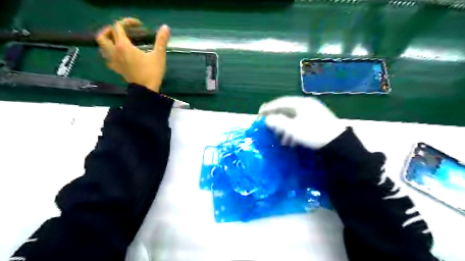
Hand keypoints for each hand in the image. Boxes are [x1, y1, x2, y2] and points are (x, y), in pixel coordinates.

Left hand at [96, 17, 169, 92]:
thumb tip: (166, 27)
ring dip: (107, 40)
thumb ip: (161, 40)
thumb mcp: (159, 55)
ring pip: (102, 47)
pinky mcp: (116, 69)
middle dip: (111, 29)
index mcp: (123, 46)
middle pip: (103, 35)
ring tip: (118, 41)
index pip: (118, 27)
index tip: (139, 25)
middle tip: (122, 31)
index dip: (127, 22)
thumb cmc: (152, 72)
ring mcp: (114, 61)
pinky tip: (117, 55)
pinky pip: (107, 58)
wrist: (146, 90)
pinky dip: (109, 53)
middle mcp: (115, 52)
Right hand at [260, 95, 346, 148]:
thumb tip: (267, 119)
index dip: (269, 107)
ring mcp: (314, 112)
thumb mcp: (293, 129)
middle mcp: (307, 105)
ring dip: (285, 127)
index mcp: (301, 103)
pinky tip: (291, 141)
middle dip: (277, 119)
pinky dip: (293, 130)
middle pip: (287, 110)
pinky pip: (301, 122)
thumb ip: (278, 123)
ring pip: (294, 117)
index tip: (260, 113)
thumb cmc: (313, 133)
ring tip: (280, 138)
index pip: (281, 102)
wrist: (338, 142)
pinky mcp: (318, 120)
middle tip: (268, 126)